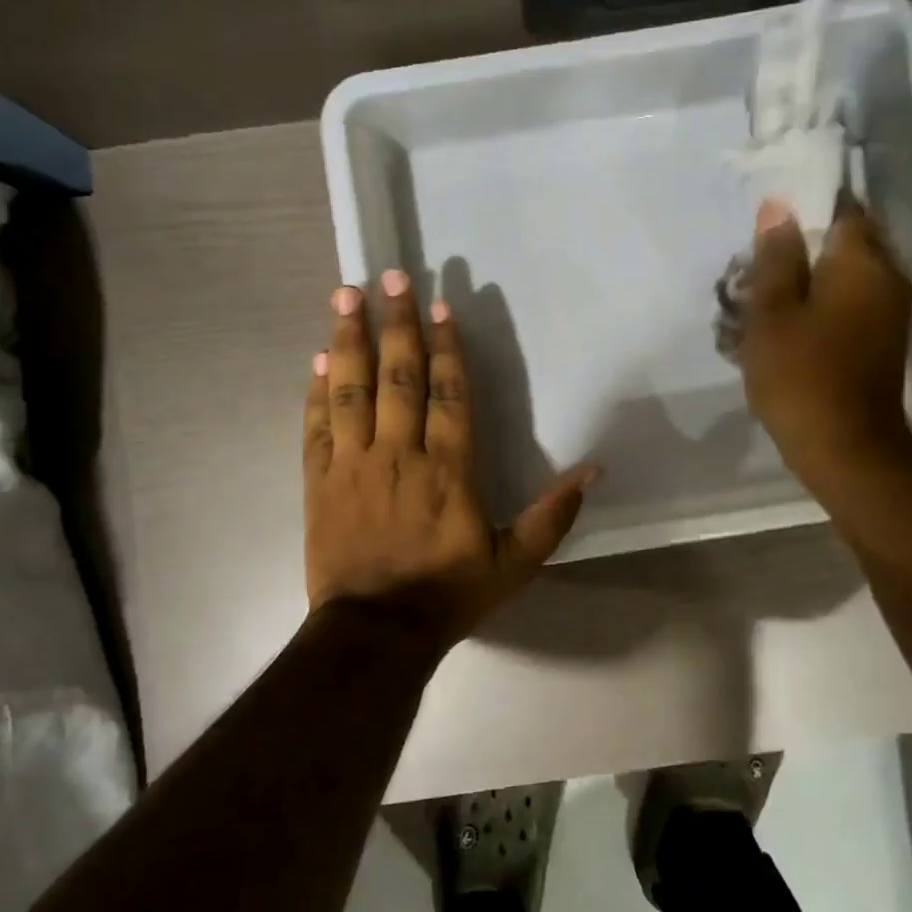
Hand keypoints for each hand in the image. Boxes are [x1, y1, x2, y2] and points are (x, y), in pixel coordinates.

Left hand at [303, 271, 597, 649]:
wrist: (376, 634)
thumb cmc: (448, 595)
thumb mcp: (516, 564)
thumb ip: (552, 515)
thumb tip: (594, 471)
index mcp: (449, 469)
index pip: (448, 394)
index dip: (445, 347)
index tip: (440, 306)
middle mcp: (399, 453)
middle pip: (398, 376)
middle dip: (396, 323)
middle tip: (390, 277)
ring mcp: (353, 465)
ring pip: (351, 390)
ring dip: (349, 340)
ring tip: (344, 295)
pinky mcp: (320, 482)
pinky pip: (317, 426)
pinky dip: (318, 390)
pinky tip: (319, 360)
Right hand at [737, 196, 911, 501]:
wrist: (847, 449)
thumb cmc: (802, 377)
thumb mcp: (773, 314)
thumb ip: (776, 258)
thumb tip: (778, 206)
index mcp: (862, 262)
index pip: (841, 208)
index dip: (804, 210)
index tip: (769, 230)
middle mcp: (887, 278)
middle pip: (844, 244)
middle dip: (802, 251)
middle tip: (758, 272)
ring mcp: (890, 313)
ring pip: (845, 278)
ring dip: (808, 283)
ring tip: (765, 304)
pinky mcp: (882, 342)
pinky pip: (850, 307)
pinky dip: (820, 309)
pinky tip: (787, 330)